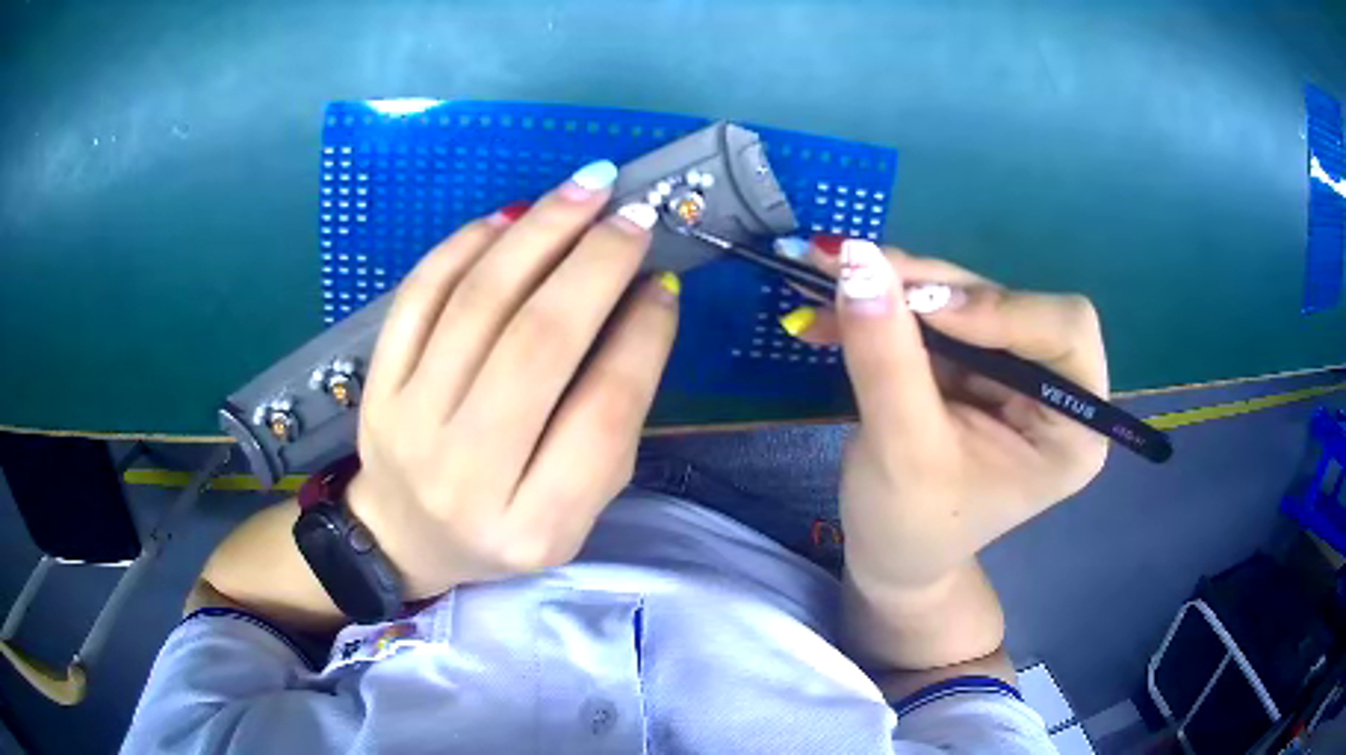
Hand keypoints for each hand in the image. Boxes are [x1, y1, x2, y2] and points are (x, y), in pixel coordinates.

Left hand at [347, 163, 678, 599]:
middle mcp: (466, 474)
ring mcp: (409, 423)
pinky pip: (419, 296)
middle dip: (594, 263)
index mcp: (534, 524)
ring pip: (476, 303)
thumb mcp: (577, 509)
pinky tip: (510, 217)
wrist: (403, 536)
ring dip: (538, 233)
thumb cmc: (504, 527)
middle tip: (632, 214)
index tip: (662, 281)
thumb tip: (642, 302)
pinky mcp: (377, 385)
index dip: (643, 336)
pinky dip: (466, 245)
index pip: (603, 412)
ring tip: (585, 189)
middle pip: (537, 343)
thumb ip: (613, 420)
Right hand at [784, 237, 1108, 589]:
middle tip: (854, 269)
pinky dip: (882, 307)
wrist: (888, 557)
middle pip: (1006, 303)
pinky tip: (833, 315)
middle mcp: (1053, 389)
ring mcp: (1012, 373)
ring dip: (895, 289)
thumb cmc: (910, 528)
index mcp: (1071, 428)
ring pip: (963, 298)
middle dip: (930, 288)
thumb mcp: (901, 451)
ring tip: (827, 280)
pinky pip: (932, 314)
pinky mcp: (973, 365)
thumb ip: (886, 357)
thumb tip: (857, 257)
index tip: (921, 305)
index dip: (999, 307)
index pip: (1064, 330)